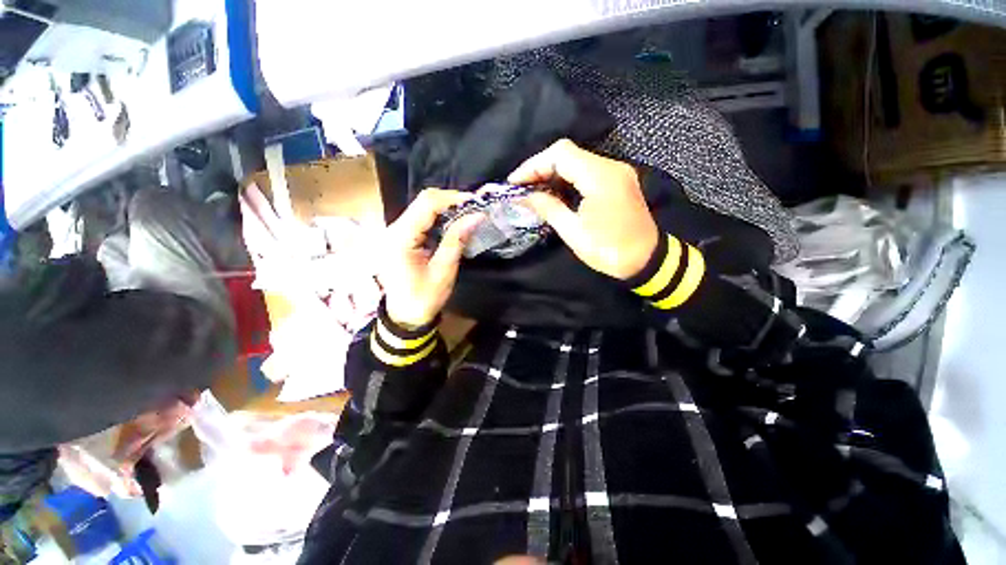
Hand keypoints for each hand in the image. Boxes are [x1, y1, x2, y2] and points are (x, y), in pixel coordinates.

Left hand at [379, 189, 482, 327]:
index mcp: (400, 238)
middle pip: (423, 202)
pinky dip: (440, 218)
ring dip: (446, 208)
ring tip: (468, 214)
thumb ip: (457, 240)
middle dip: (451, 201)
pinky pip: (421, 219)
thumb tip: (477, 216)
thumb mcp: (444, 271)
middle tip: (474, 208)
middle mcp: (393, 229)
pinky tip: (454, 223)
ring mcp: (395, 232)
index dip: (452, 198)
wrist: (405, 316)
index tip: (475, 202)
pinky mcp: (400, 237)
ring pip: (422, 208)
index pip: (426, 204)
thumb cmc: (424, 298)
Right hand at [509, 139, 659, 279]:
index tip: (514, 182)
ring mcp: (616, 172)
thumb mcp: (573, 232)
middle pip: (568, 153)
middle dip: (540, 168)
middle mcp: (611, 166)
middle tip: (521, 187)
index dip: (533, 165)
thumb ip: (549, 208)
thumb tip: (526, 196)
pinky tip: (554, 192)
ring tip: (533, 190)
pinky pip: (587, 171)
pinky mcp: (618, 181)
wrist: (646, 260)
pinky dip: (567, 178)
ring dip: (552, 173)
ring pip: (577, 161)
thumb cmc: (608, 250)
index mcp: (600, 177)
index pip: (560, 154)